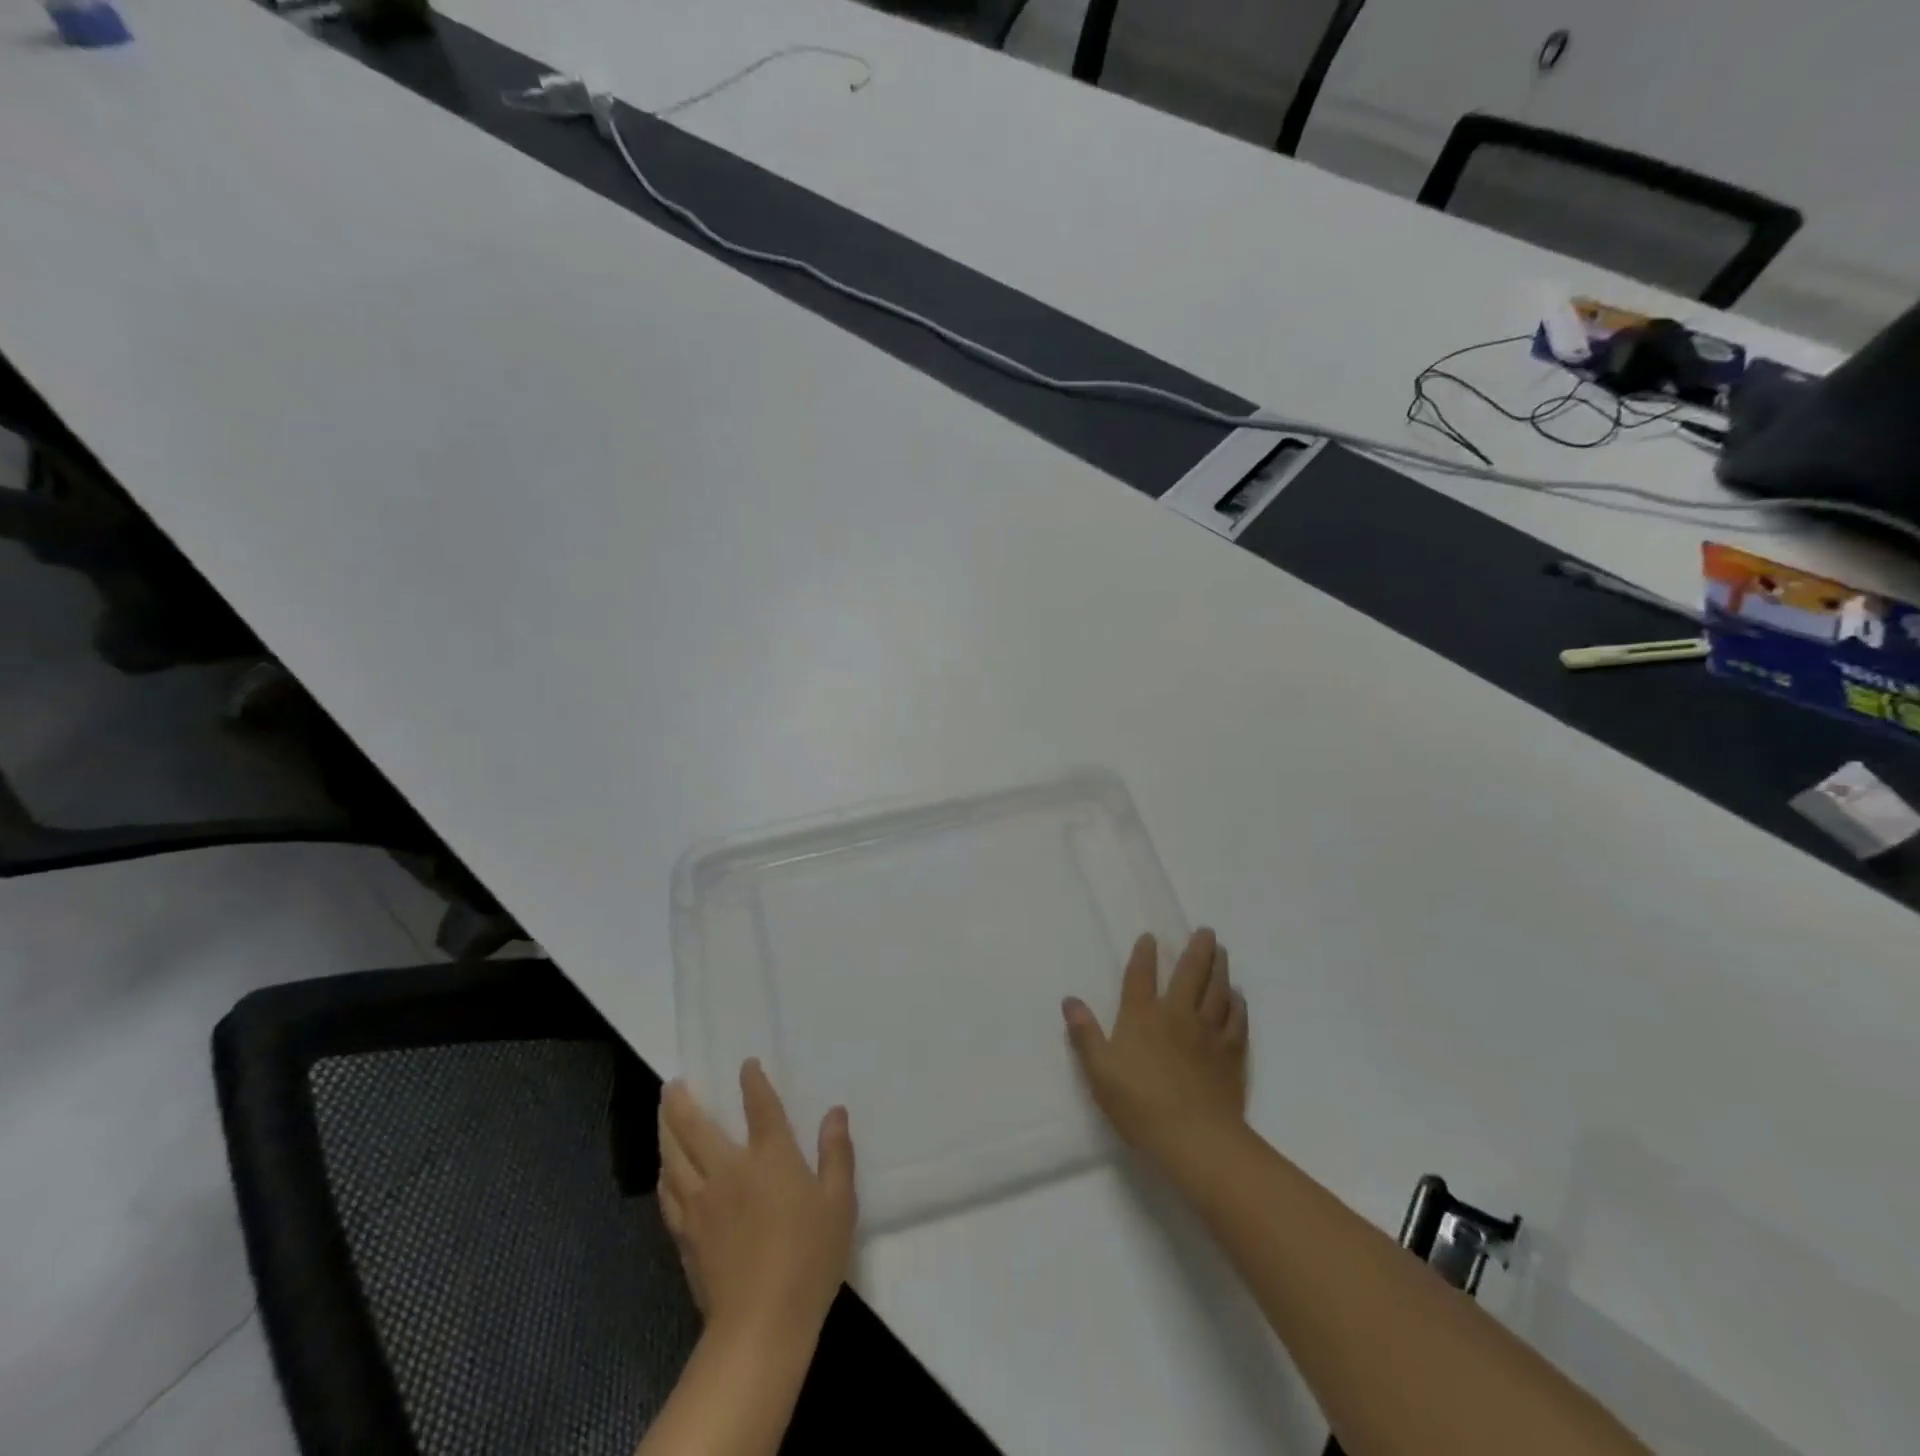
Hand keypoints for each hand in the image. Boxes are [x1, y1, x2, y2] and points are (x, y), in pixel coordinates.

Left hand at [658, 1060, 856, 1344]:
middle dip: (682, 1101)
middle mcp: (729, 1170)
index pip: (759, 1106)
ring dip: (665, 1129)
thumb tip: (835, 1112)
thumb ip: (836, 1153)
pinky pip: (667, 1193)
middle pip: (696, 1127)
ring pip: (673, 1156)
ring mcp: (701, 1203)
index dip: (752, 1081)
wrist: (760, 1324)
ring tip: (661, 1113)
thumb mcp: (839, 1203)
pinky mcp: (685, 1234)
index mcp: (770, 1157)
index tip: (746, 1064)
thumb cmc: (809, 1257)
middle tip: (672, 1083)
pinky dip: (664, 1173)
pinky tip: (663, 1170)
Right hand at [1062, 928, 1248, 1165]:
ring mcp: (1208, 1032)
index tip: (1150, 936)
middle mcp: (1177, 1014)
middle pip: (1190, 973)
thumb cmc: (1139, 1104)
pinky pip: (1236, 1019)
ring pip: (1217, 989)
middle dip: (1196, 949)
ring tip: (1221, 950)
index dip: (1144, 954)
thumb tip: (1069, 1000)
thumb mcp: (1099, 1071)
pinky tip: (1237, 995)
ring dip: (1220, 967)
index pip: (1141, 976)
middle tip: (1205, 930)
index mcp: (1142, 1016)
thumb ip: (1084, 1033)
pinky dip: (1237, 1003)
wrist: (1194, 1138)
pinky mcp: (1231, 1053)